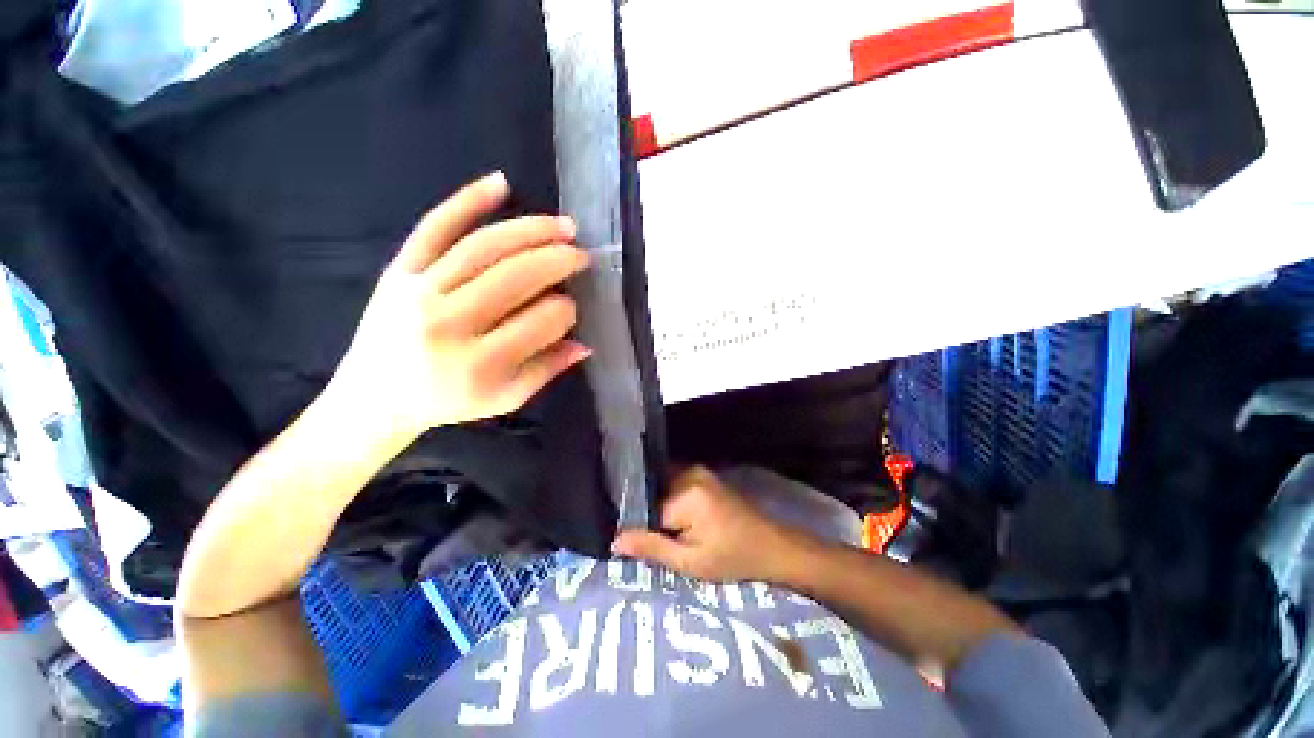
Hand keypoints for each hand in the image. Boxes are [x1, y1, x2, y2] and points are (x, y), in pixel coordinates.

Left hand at [329, 172, 590, 439]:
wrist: (373, 398)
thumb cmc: (447, 402)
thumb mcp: (505, 399)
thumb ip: (547, 370)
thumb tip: (584, 345)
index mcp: (479, 364)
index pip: (540, 322)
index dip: (565, 311)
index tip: (573, 309)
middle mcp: (449, 323)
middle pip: (516, 277)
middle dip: (558, 261)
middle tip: (582, 255)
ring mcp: (419, 290)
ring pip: (484, 247)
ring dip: (531, 230)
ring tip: (564, 225)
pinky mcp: (399, 269)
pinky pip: (435, 227)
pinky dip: (468, 201)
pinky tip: (500, 184)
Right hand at [611, 467, 806, 582]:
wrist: (770, 546)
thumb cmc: (733, 558)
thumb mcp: (691, 562)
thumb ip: (652, 548)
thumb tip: (614, 540)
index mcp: (686, 494)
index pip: (646, 509)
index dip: (639, 528)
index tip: (635, 545)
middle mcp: (689, 474)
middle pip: (652, 493)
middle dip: (647, 515)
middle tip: (648, 537)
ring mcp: (697, 471)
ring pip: (662, 488)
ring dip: (657, 507)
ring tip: (661, 530)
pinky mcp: (702, 475)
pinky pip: (674, 484)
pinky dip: (668, 500)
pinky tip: (673, 521)